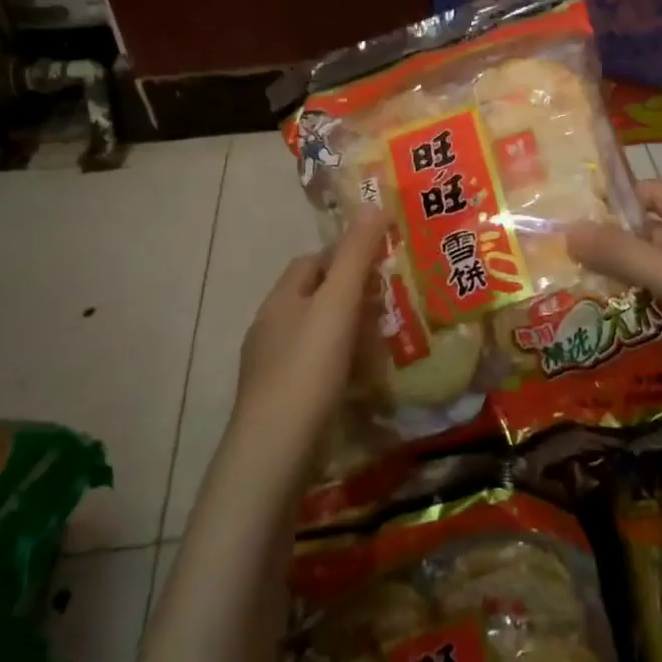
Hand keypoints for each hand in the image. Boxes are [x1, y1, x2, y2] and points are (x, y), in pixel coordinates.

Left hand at [232, 208, 386, 457]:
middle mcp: (270, 327)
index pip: (312, 261)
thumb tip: (373, 205)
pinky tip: (360, 380)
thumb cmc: (307, 370)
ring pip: (314, 334)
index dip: (345, 254)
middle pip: (313, 297)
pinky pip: (313, 367)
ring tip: (384, 339)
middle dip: (349, 293)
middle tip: (392, 301)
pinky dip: (338, 364)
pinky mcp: (280, 401)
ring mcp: (271, 367)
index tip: (381, 262)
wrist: (273, 455)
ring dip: (346, 331)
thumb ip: (355, 257)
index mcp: (281, 299)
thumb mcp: (336, 306)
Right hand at [566, 179, 661, 427]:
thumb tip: (568, 231)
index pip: (653, 193)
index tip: (576, 213)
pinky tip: (598, 329)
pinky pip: (654, 313)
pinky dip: (629, 316)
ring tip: (568, 296)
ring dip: (614, 285)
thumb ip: (620, 253)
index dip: (619, 196)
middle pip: (645, 236)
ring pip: (646, 278)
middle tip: (560, 260)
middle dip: (607, 246)